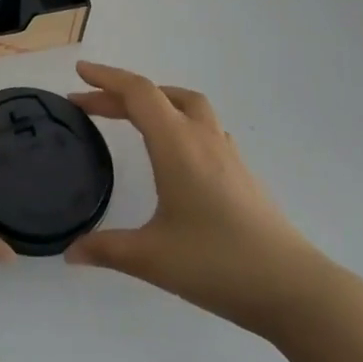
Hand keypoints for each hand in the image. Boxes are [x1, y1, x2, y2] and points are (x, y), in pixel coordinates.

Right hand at [65, 61, 335, 336]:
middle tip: (89, 105)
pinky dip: (179, 123)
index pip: (138, 93)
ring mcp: (228, 154)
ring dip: (156, 102)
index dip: (107, 78)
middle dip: (121, 94)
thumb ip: (106, 249)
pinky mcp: (242, 173)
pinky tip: (174, 152)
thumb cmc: (217, 264)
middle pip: (160, 95)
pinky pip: (205, 128)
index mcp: (177, 145)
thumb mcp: (151, 258)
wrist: (293, 288)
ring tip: (131, 117)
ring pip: (189, 106)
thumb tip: (69, 252)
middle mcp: (203, 139)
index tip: (80, 73)